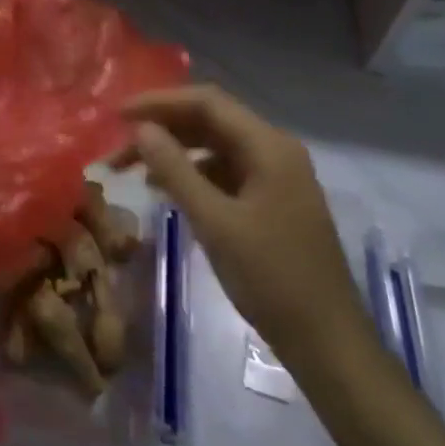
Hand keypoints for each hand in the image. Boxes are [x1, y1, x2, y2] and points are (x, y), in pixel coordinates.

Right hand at [117, 86, 369, 363]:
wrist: (328, 343)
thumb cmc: (271, 278)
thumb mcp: (215, 222)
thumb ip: (175, 170)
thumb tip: (141, 128)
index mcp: (269, 146)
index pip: (206, 102)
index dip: (158, 102)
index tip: (116, 115)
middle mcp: (274, 150)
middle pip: (209, 121)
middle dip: (161, 129)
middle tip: (116, 147)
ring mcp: (275, 176)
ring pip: (214, 147)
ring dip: (172, 152)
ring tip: (129, 169)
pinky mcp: (271, 201)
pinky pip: (224, 172)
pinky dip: (191, 174)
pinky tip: (164, 190)